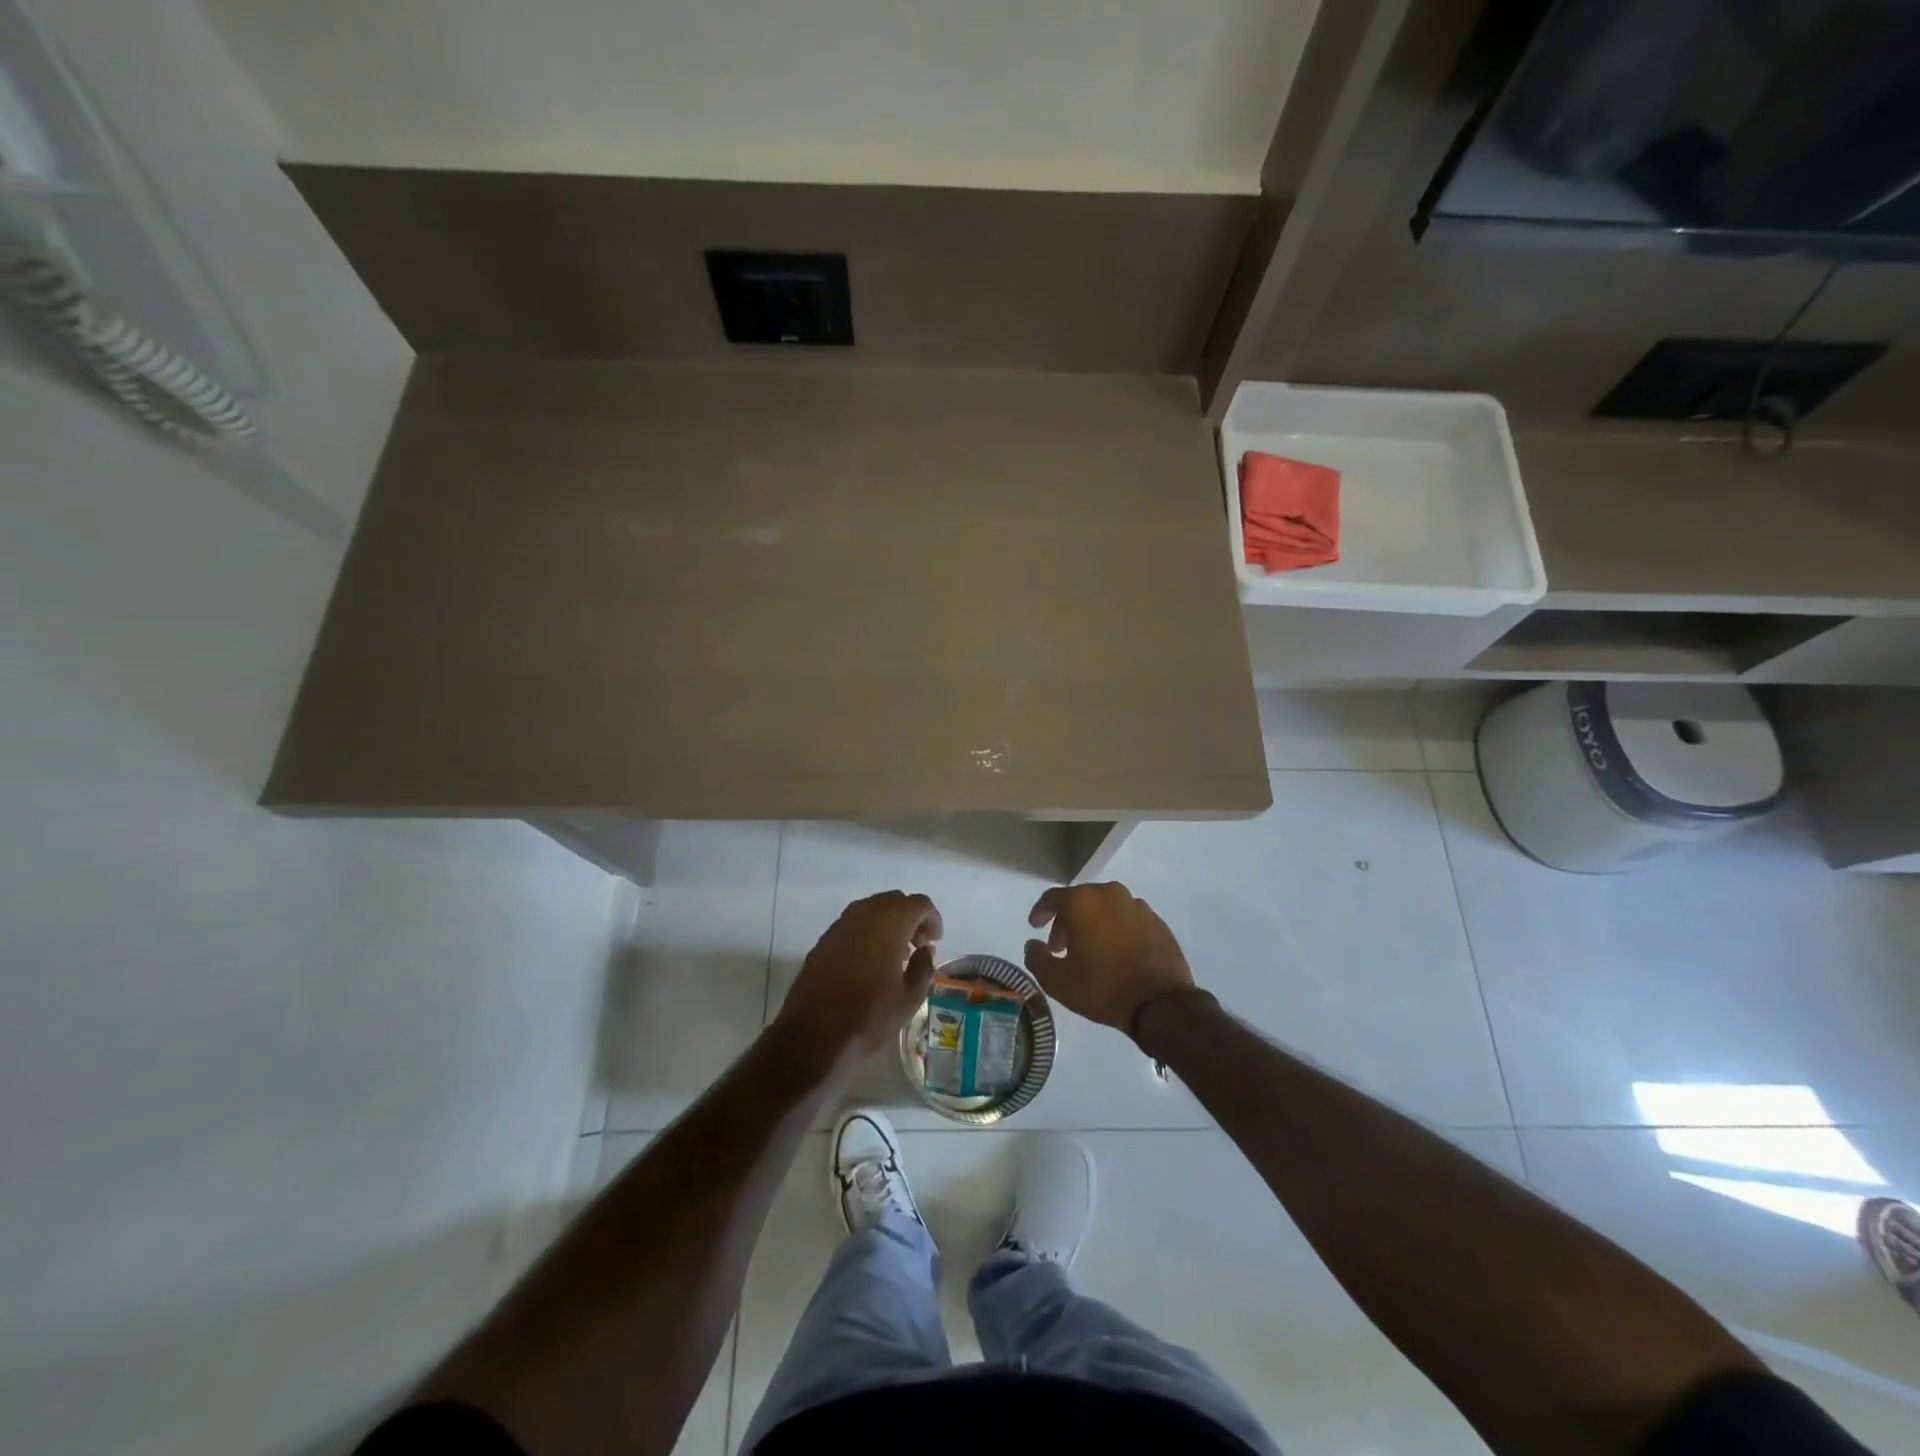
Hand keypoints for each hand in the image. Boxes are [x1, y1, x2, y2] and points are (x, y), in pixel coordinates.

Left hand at [774, 891, 942, 1073]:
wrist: (812, 1034)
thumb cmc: (869, 1015)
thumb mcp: (909, 998)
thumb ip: (924, 967)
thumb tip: (925, 951)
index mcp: (889, 921)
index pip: (919, 903)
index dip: (932, 919)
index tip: (935, 941)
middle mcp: (863, 913)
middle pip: (894, 901)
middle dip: (910, 918)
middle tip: (918, 945)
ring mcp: (839, 925)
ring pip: (871, 911)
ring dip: (888, 925)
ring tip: (896, 956)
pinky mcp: (823, 940)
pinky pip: (853, 925)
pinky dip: (868, 934)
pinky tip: (870, 962)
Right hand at [1025, 882, 1194, 1036]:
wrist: (1160, 1003)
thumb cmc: (1103, 988)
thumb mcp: (1057, 981)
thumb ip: (1036, 958)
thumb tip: (1033, 944)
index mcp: (1083, 902)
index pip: (1052, 898)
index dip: (1040, 912)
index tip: (1035, 926)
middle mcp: (1110, 894)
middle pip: (1080, 901)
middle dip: (1066, 921)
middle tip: (1060, 946)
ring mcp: (1137, 905)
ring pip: (1105, 908)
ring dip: (1092, 924)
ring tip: (1089, 951)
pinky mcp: (1157, 921)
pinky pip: (1126, 919)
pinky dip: (1115, 929)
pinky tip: (1115, 952)